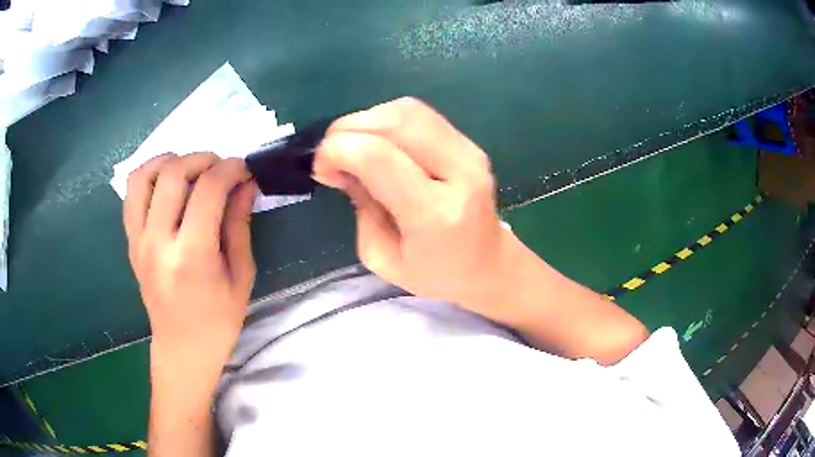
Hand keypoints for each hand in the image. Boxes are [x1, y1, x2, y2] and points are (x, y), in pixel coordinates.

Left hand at [123, 152, 256, 375]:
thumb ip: (239, 224)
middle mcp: (158, 242)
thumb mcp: (241, 276)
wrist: (182, 348)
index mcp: (191, 256)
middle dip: (203, 159)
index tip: (244, 169)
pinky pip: (132, 194)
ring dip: (170, 160)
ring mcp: (139, 240)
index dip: (230, 169)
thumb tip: (246, 184)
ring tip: (190, 168)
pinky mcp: (131, 241)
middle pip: (173, 173)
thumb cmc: (218, 321)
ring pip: (144, 176)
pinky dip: (149, 175)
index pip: (208, 190)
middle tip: (221, 168)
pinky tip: (167, 181)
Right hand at [314, 98, 511, 317]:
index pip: (378, 156)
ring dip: (367, 121)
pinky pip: (420, 115)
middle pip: (394, 122)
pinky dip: (387, 120)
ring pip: (407, 111)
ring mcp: (469, 152)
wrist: (489, 265)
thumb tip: (344, 164)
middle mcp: (459, 173)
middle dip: (347, 129)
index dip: (336, 150)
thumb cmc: (436, 274)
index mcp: (435, 213)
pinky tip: (378, 142)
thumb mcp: (381, 257)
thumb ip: (359, 206)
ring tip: (353, 147)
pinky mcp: (470, 143)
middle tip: (331, 155)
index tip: (322, 169)